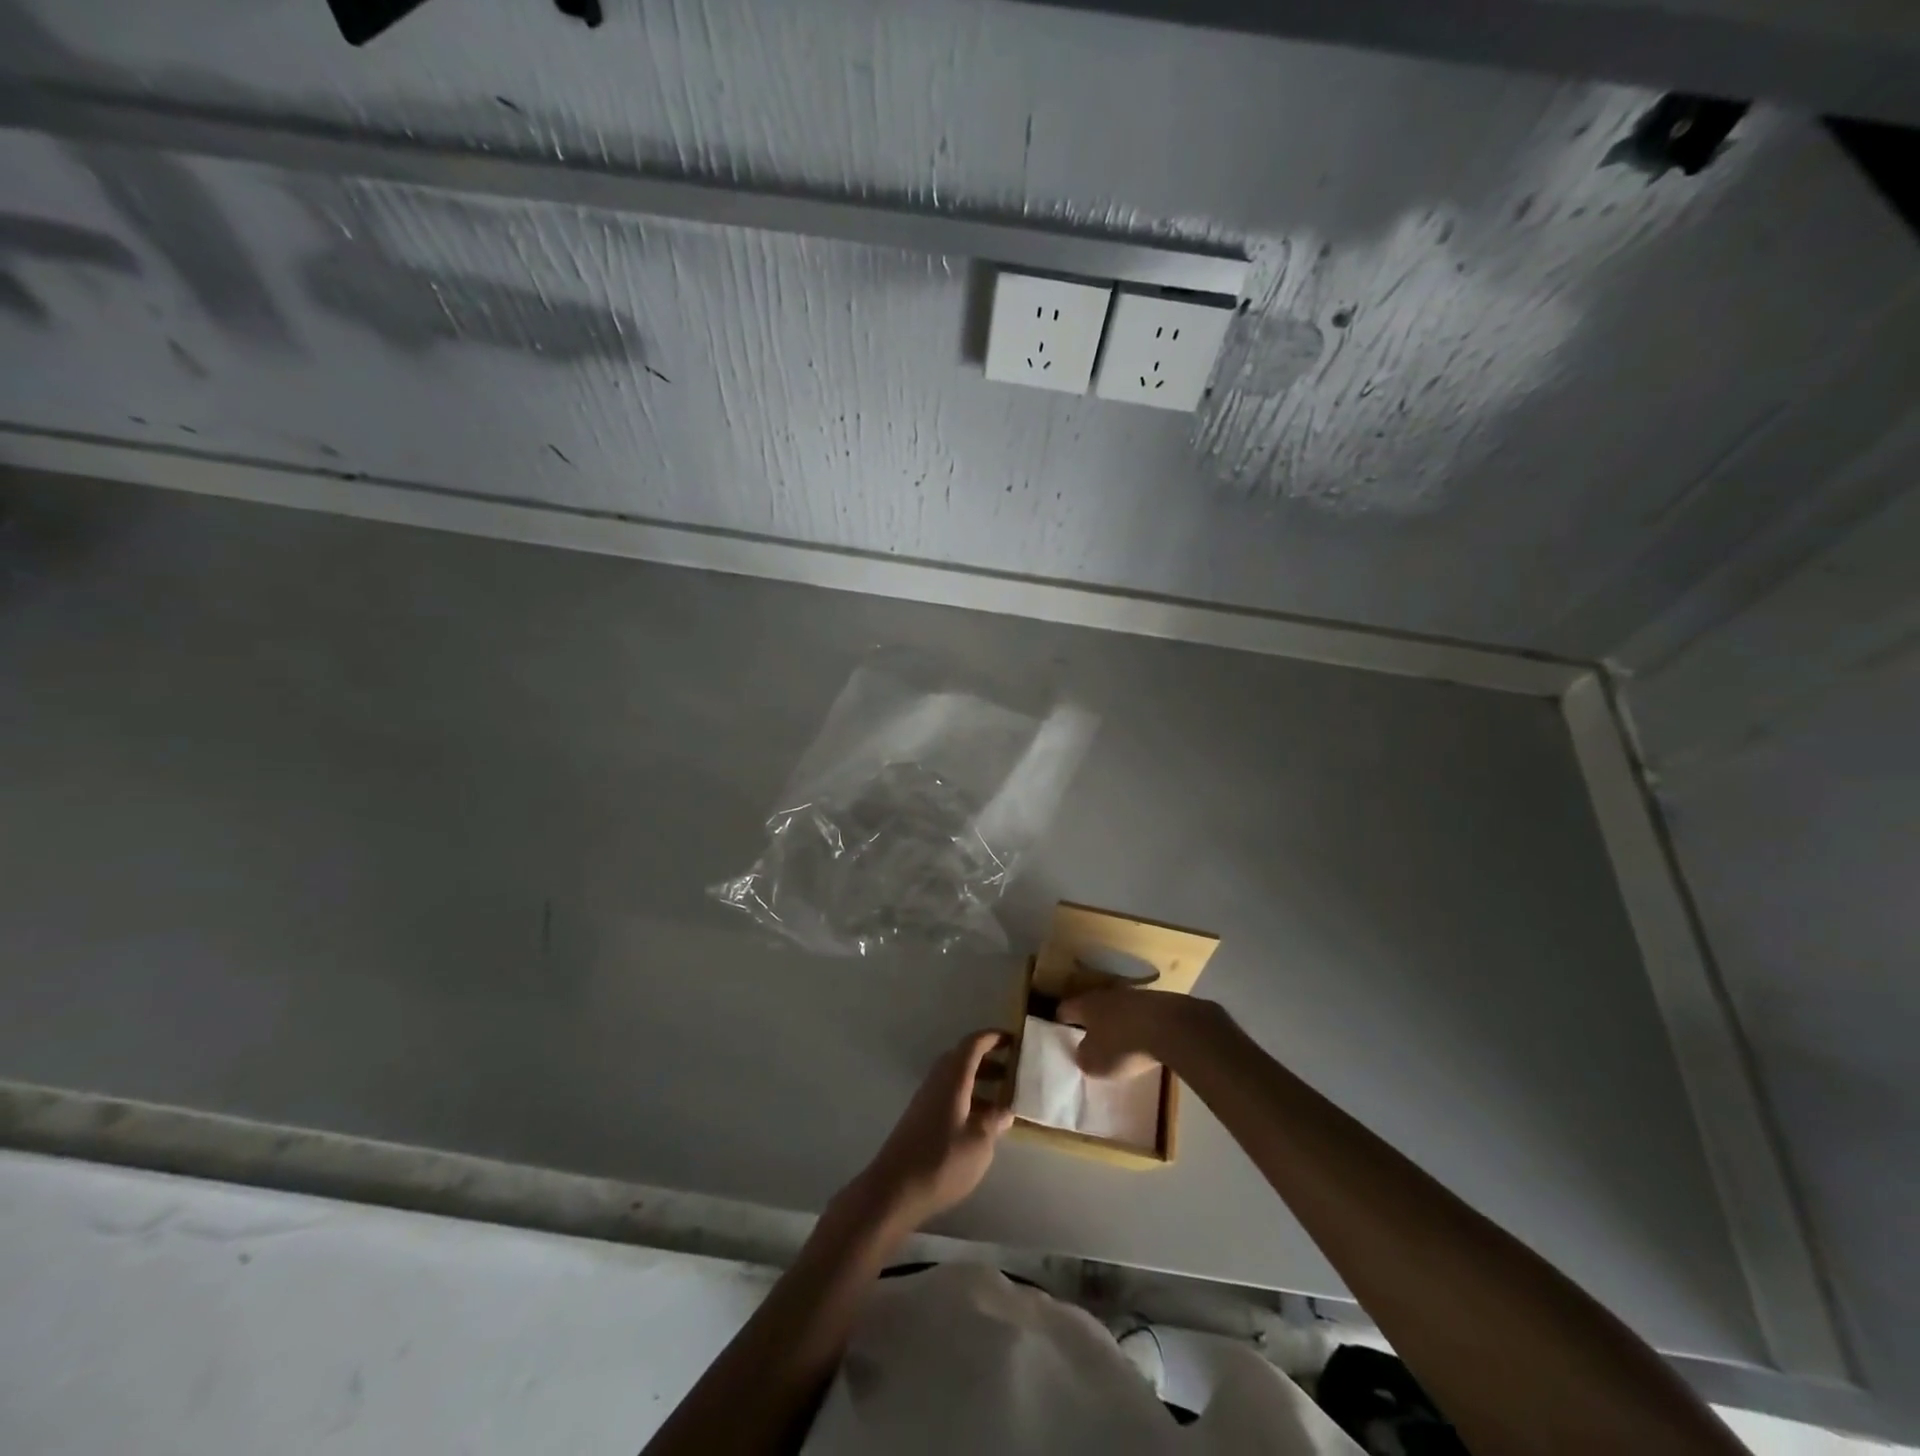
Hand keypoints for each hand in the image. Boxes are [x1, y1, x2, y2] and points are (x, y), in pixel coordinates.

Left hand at [854, 1029, 1013, 1230]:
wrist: (894, 1189)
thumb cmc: (941, 1161)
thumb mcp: (979, 1143)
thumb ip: (994, 1121)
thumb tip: (1006, 1109)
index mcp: (953, 1078)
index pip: (973, 1044)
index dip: (993, 1037)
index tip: (1014, 1039)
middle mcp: (938, 1081)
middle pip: (963, 1057)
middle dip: (989, 1059)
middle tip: (1013, 1070)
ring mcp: (926, 1099)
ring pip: (955, 1077)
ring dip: (978, 1080)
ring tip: (1003, 1098)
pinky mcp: (920, 1117)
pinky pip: (948, 1094)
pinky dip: (967, 1097)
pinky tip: (980, 1121)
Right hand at [1058, 986, 1218, 1078]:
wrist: (1172, 1027)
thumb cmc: (1124, 1046)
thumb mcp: (1095, 1063)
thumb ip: (1083, 1057)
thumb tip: (1082, 1052)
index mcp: (1085, 1005)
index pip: (1064, 1009)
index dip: (1060, 1023)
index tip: (1060, 1036)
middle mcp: (1105, 994)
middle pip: (1091, 1007)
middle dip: (1090, 1022)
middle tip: (1089, 1040)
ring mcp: (1133, 995)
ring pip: (1117, 1008)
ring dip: (1115, 1022)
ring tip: (1118, 1041)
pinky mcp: (1157, 1001)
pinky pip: (1139, 1014)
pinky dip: (1137, 1025)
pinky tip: (1143, 1040)